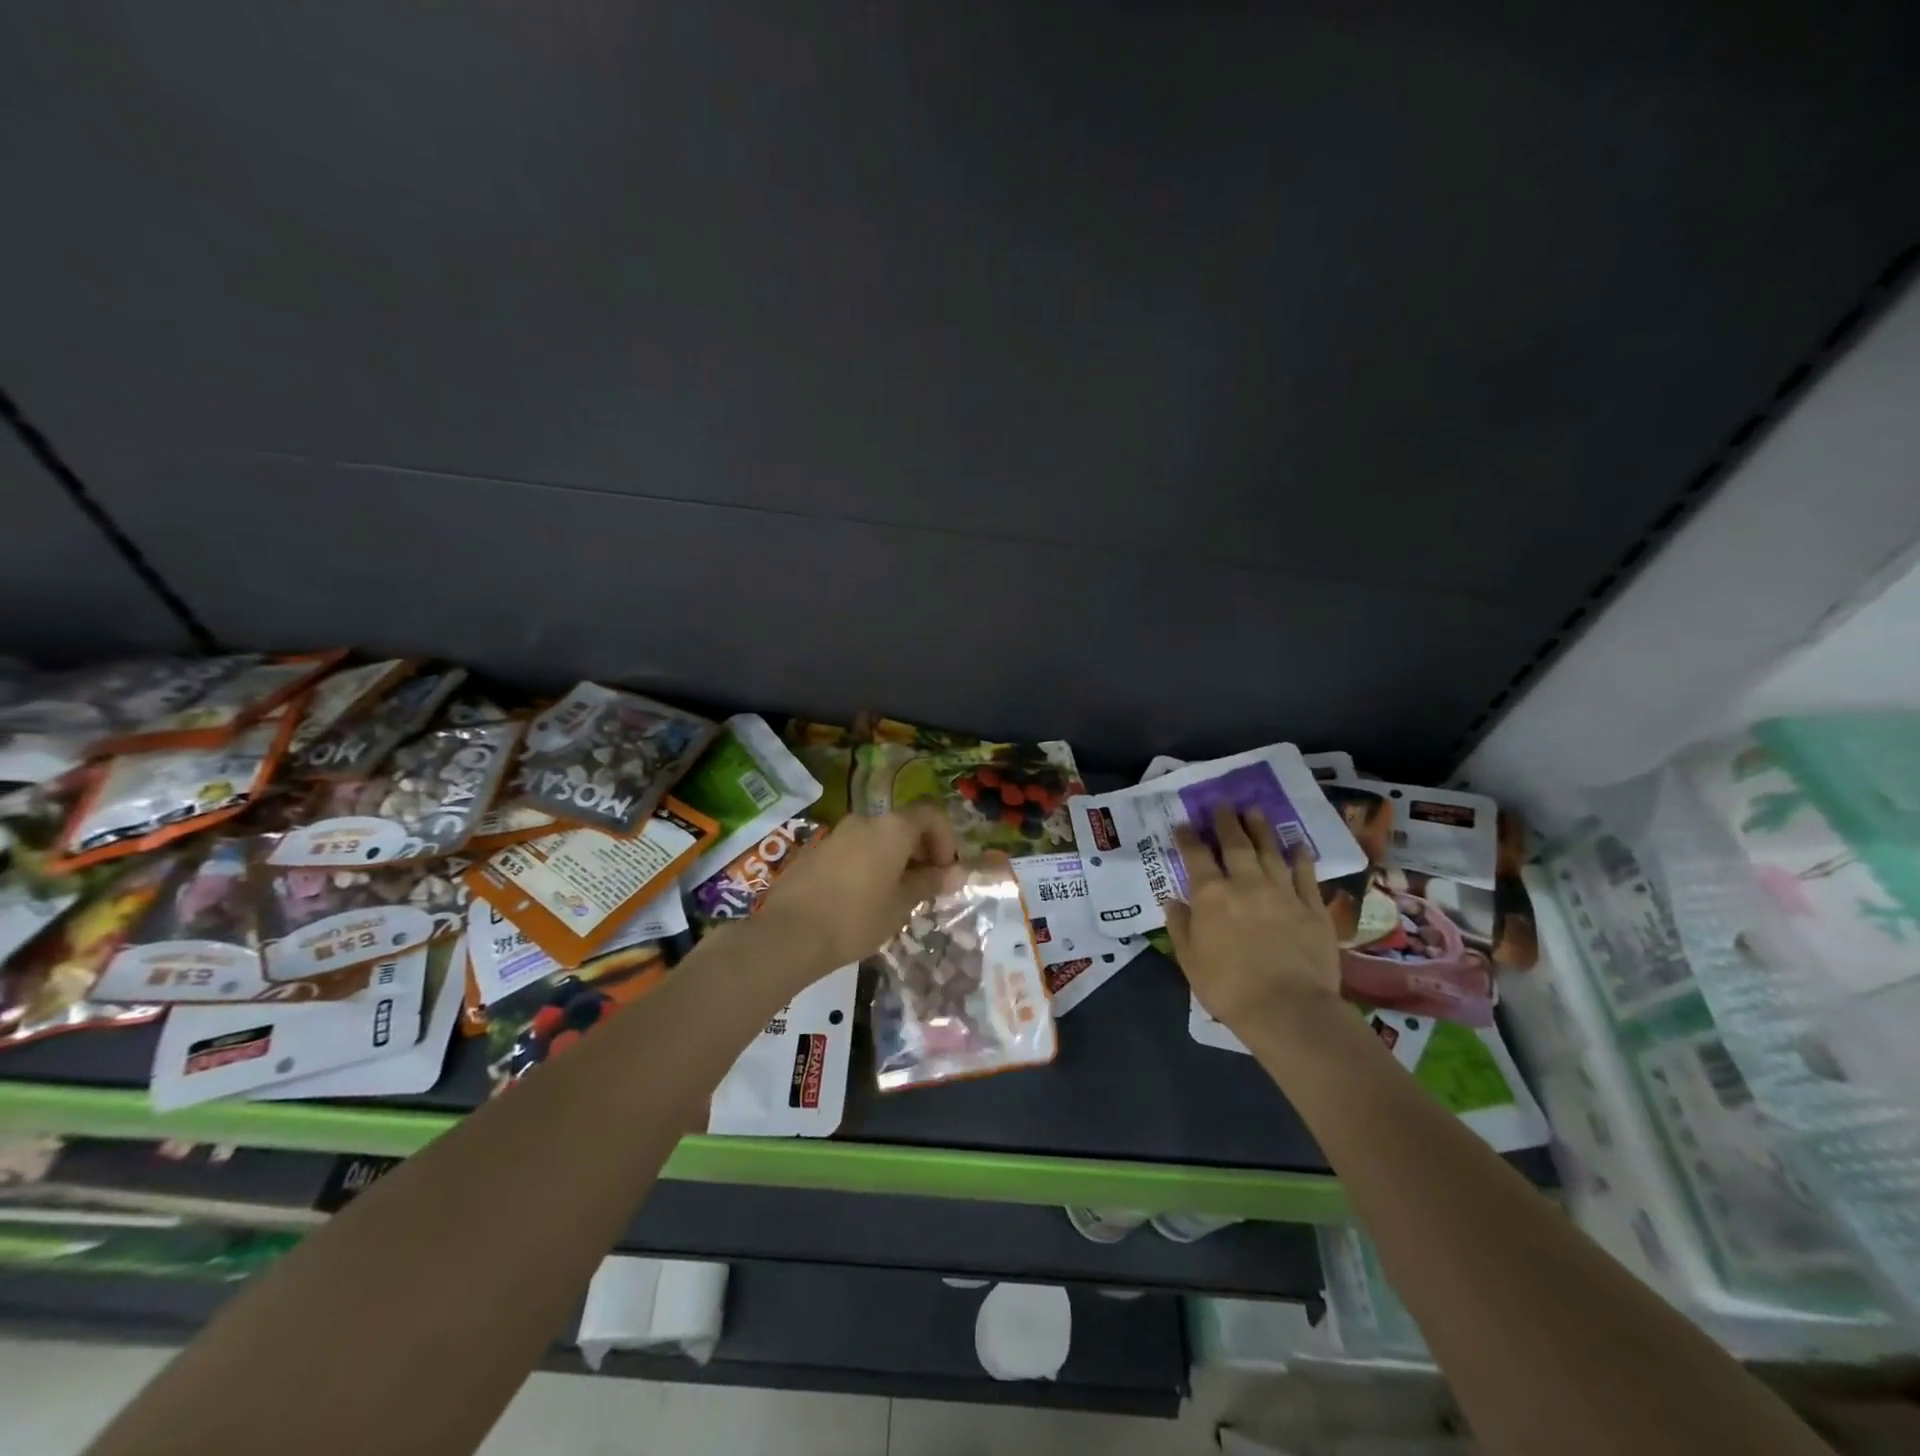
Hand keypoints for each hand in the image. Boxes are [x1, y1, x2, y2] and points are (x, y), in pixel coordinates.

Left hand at [754, 806, 958, 980]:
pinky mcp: (816, 850)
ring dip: (893, 859)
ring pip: (877, 838)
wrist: (790, 934)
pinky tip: (862, 898)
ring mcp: (837, 834)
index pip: (931, 815)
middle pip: (903, 825)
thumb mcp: (901, 905)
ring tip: (894, 896)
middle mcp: (865, 821)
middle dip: (920, 851)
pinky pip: (853, 850)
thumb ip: (928, 883)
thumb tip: (955, 874)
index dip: (945, 840)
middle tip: (924, 887)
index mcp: (892, 828)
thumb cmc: (856, 918)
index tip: (944, 872)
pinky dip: (867, 864)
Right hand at [1166, 805, 1341, 1030]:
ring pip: (1270, 851)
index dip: (1189, 837)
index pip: (1195, 856)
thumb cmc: (1228, 988)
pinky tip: (1297, 845)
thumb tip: (1173, 901)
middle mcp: (1246, 884)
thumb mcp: (1189, 960)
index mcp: (1210, 895)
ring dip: (1260, 829)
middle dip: (1226, 822)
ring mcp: (1282, 892)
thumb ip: (1180, 926)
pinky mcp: (1312, 907)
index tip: (1185, 823)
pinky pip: (1305, 874)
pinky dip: (1300, 857)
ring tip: (1254, 811)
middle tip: (1223, 804)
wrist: (1288, 1009)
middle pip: (1235, 844)